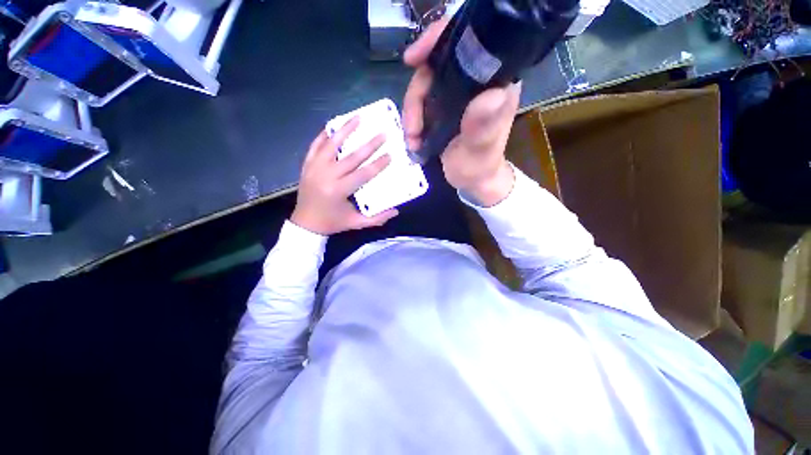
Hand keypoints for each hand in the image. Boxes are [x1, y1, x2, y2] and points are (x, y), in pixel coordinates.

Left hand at [291, 117, 398, 234]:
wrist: (305, 223)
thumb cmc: (333, 223)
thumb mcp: (356, 223)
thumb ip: (377, 219)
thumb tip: (396, 211)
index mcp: (339, 190)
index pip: (363, 174)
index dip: (378, 164)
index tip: (390, 155)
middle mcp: (326, 176)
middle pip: (351, 156)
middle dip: (369, 144)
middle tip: (383, 133)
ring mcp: (314, 168)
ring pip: (331, 144)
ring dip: (345, 130)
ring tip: (358, 118)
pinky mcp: (307, 165)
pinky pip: (315, 145)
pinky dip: (324, 135)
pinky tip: (334, 126)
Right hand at [402, 18, 520, 206]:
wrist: (472, 180)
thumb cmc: (480, 167)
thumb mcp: (481, 151)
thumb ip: (484, 126)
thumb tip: (491, 95)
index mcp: (494, 83)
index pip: (469, 44)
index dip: (438, 40)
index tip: (413, 59)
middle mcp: (475, 82)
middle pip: (436, 65)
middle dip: (416, 95)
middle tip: (412, 127)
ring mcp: (457, 94)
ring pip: (424, 86)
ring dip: (411, 113)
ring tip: (412, 140)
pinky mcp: (443, 106)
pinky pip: (420, 103)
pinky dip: (412, 120)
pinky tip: (413, 140)